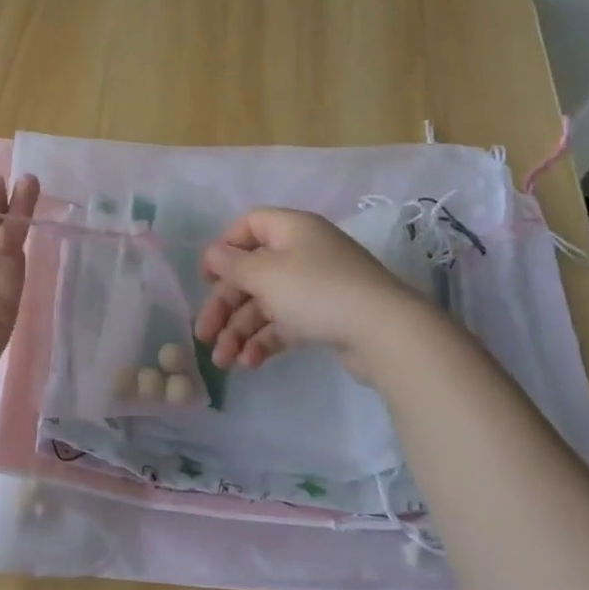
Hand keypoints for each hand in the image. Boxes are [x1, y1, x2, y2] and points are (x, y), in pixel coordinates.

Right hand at [194, 207, 418, 379]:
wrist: (384, 332)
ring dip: (239, 330)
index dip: (223, 248)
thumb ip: (232, 264)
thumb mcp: (265, 274)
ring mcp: (315, 286)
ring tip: (223, 362)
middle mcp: (303, 253)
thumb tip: (211, 253)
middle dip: (224, 305)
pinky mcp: (325, 317)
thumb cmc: (317, 291)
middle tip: (203, 335)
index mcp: (291, 230)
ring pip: (265, 303)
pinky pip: (286, 324)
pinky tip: (250, 363)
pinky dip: (265, 341)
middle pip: (251, 272)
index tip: (206, 278)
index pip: (248, 225)